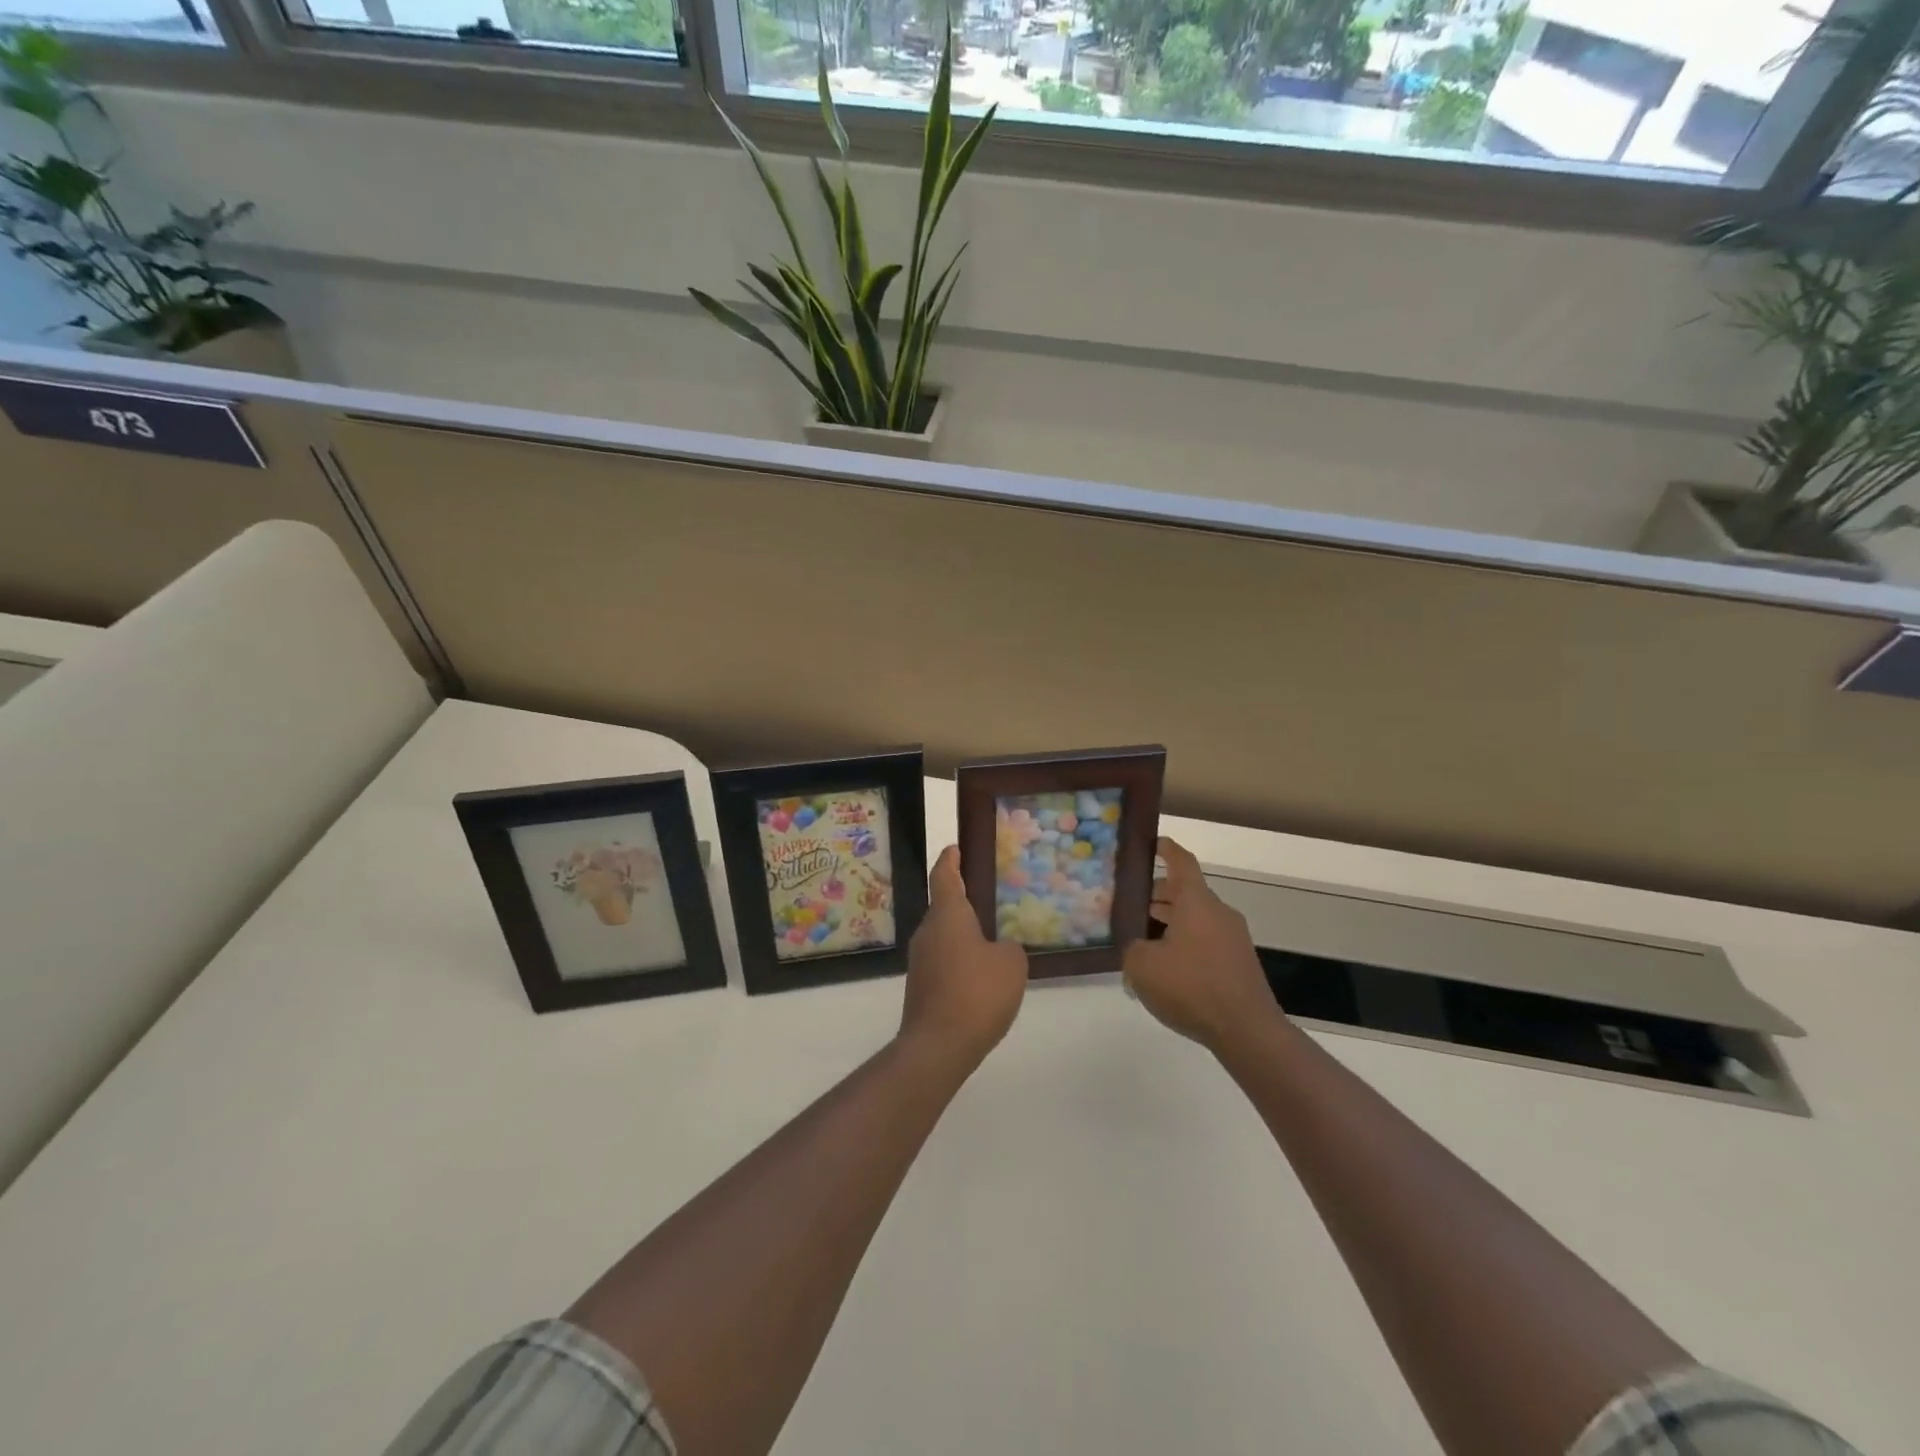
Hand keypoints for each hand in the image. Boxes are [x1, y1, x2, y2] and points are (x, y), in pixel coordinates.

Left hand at [899, 846, 1028, 1071]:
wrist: (938, 1046)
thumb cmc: (977, 992)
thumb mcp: (1011, 964)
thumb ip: (1008, 948)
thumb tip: (998, 949)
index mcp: (947, 915)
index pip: (944, 876)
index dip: (950, 860)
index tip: (955, 848)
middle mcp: (928, 931)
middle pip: (943, 907)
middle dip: (963, 900)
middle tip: (988, 897)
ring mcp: (920, 961)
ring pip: (944, 936)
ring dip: (963, 934)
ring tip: (992, 938)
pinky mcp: (921, 987)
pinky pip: (943, 961)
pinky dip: (960, 960)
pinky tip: (981, 975)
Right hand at [1122, 837, 1281, 1052]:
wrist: (1247, 1031)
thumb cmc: (1191, 987)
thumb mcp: (1142, 966)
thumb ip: (1131, 947)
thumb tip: (1136, 945)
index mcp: (1196, 902)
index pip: (1181, 862)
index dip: (1166, 849)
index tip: (1152, 842)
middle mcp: (1218, 912)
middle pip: (1186, 892)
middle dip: (1158, 894)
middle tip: (1130, 902)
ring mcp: (1233, 938)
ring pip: (1196, 917)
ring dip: (1170, 920)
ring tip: (1142, 936)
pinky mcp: (1239, 962)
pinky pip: (1206, 940)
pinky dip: (1185, 942)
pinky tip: (1166, 966)